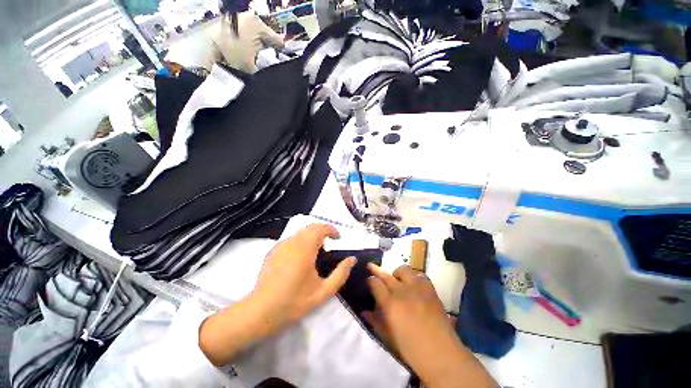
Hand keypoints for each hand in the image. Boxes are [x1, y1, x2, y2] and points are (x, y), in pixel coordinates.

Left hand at [200, 224, 355, 365]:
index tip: (338, 238)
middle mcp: (292, 242)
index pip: (320, 228)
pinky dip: (301, 242)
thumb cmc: (294, 301)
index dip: (331, 229)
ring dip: (311, 236)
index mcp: (305, 248)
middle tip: (329, 245)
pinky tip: (300, 259)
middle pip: (310, 227)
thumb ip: (341, 274)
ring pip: (300, 232)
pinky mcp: (273, 251)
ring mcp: (280, 245)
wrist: (261, 311)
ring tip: (316, 252)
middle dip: (322, 231)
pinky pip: (291, 240)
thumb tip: (352, 259)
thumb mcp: (323, 291)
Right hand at [364, 264, 495, 387]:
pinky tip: (413, 285)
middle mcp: (403, 292)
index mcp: (390, 304)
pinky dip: (414, 277)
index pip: (375, 283)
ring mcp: (418, 288)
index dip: (370, 280)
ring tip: (397, 281)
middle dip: (377, 270)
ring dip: (397, 274)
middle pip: (387, 275)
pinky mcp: (431, 289)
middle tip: (372, 267)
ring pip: (403, 269)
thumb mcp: (389, 338)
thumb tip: (364, 311)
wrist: (442, 355)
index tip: (369, 282)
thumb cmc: (411, 350)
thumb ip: (375, 321)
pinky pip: (420, 275)